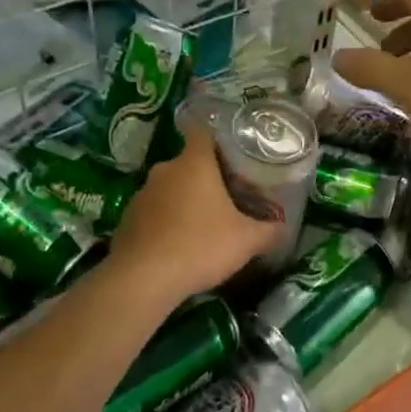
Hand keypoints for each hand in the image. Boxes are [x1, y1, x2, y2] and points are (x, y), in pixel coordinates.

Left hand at [107, 128, 280, 303]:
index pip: (202, 132)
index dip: (217, 139)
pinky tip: (177, 245)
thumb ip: (268, 231)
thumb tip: (283, 229)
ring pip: (169, 189)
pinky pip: (152, 213)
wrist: (143, 279)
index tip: (231, 154)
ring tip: (202, 224)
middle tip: (226, 197)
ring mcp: (141, 195)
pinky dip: (165, 223)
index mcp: (194, 164)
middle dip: (205, 178)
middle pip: (188, 164)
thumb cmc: (200, 246)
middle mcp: (164, 171)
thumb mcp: (246, 241)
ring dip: (183, 201)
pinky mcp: (127, 220)